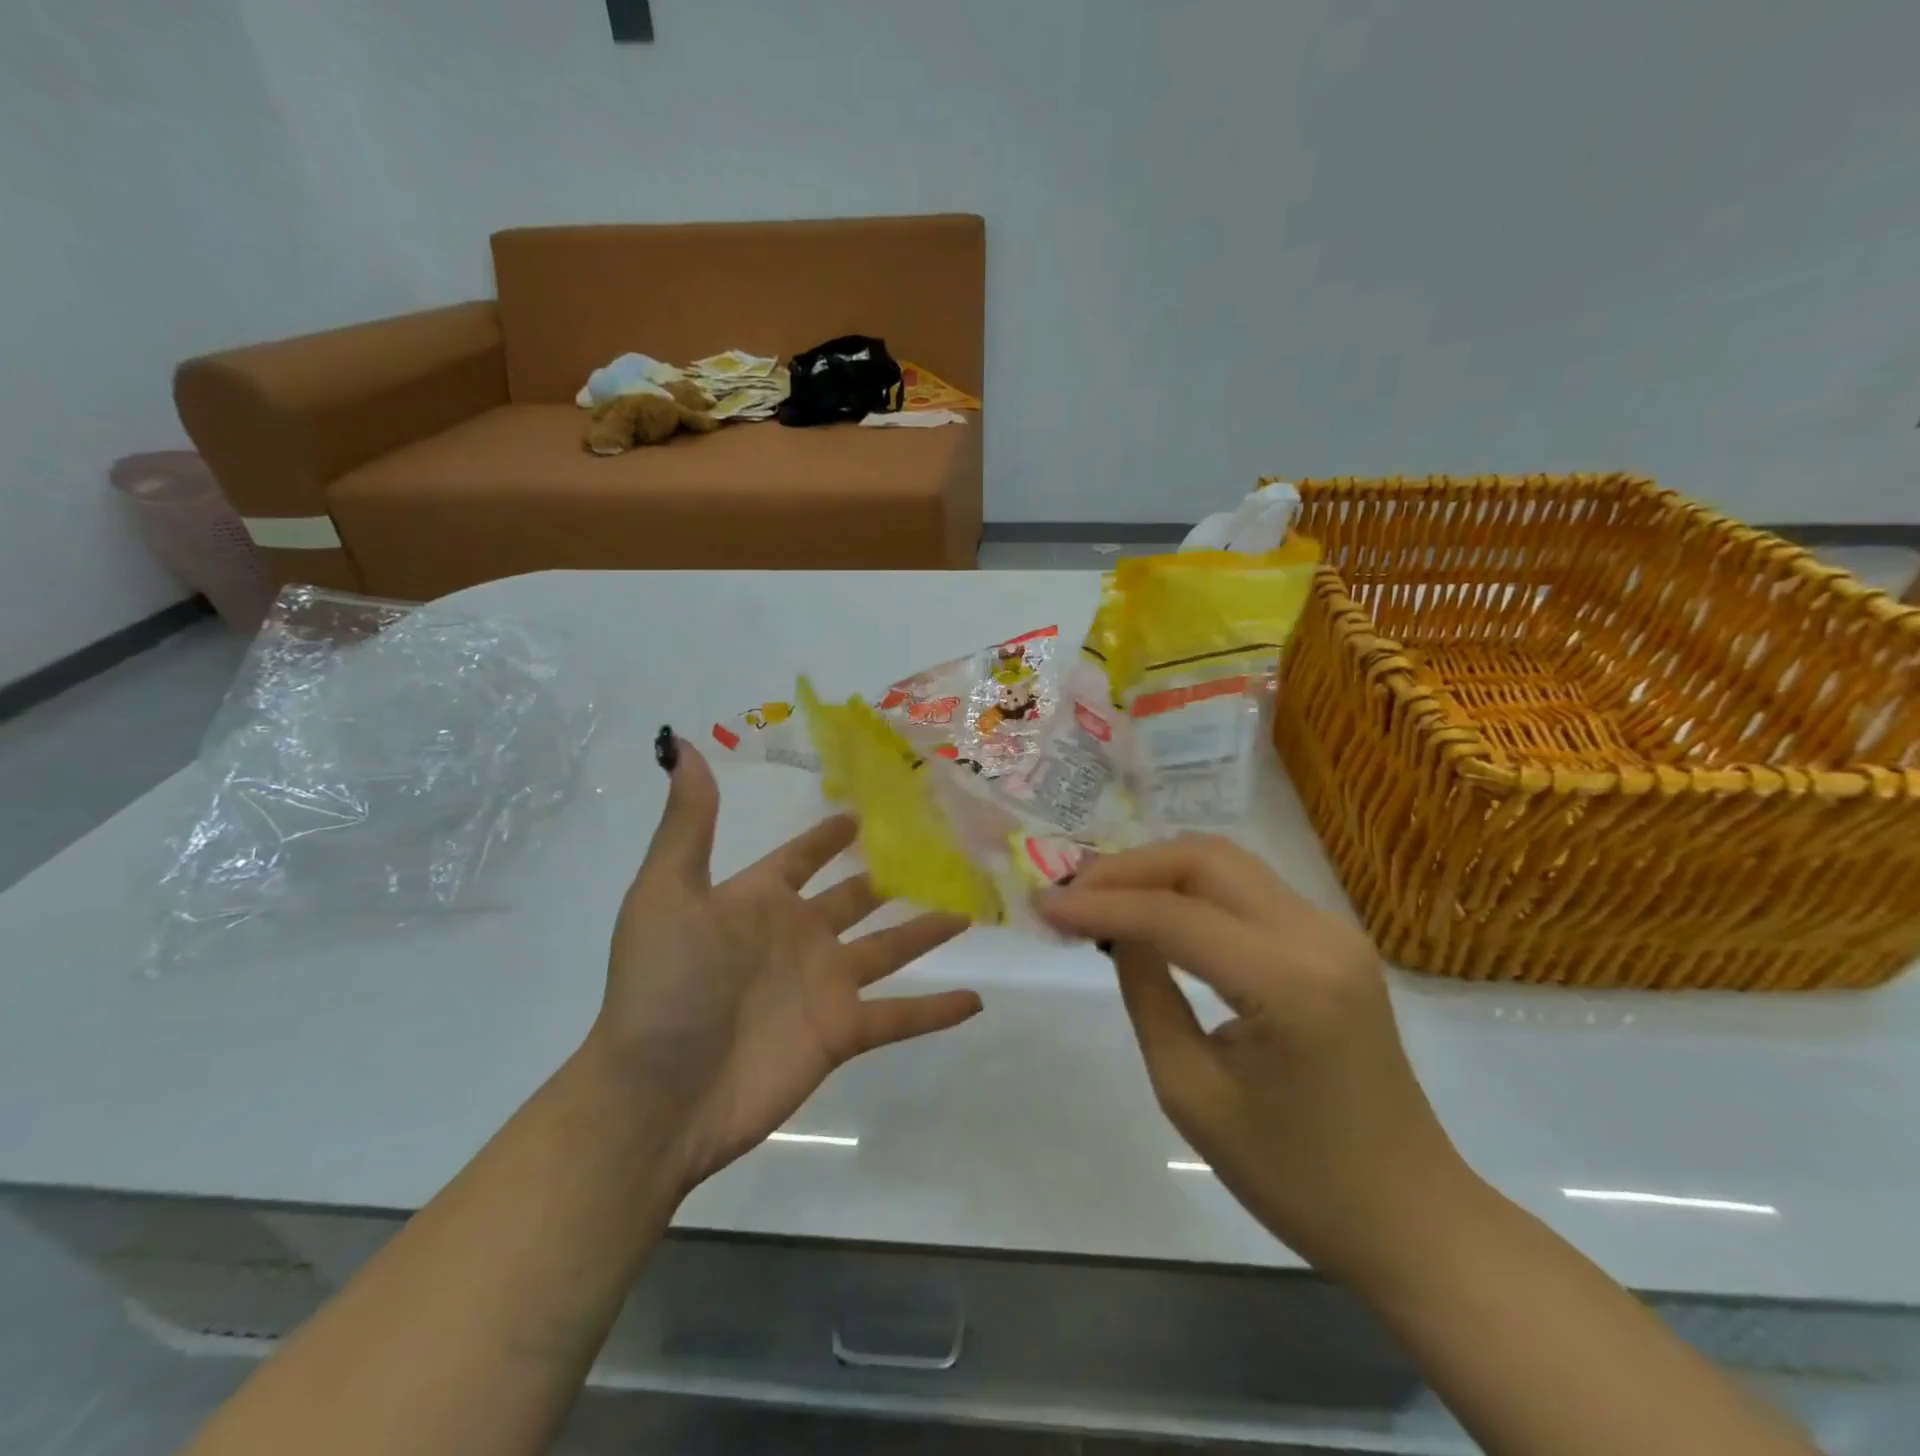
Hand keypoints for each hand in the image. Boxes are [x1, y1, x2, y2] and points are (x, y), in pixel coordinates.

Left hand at [590, 736, 980, 1186]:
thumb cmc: (664, 986)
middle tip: (942, 850)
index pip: (803, 858)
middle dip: (893, 876)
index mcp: (759, 902)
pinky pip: (900, 1017)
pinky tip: (978, 1001)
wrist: (657, 1098)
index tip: (866, 811)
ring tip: (971, 909)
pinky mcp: (841, 1034)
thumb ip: (689, 823)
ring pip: (890, 950)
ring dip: (927, 932)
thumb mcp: (669, 893)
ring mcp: (823, 986)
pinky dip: (936, 1011)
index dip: (829, 836)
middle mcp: (797, 937)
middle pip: (858, 899)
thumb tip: (682, 743)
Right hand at [1039, 835, 1470, 1284]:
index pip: (1174, 916)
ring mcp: (1334, 931)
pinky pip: (1248, 889)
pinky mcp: (1334, 940)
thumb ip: (1148, 994)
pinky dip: (1191, 887)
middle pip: (1205, 859)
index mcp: (1290, 984)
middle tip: (1071, 893)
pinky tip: (1154, 909)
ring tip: (1100, 895)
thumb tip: (1116, 930)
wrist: (1410, 1217)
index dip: (1101, 904)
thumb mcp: (1191, 1094)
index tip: (1042, 907)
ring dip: (1157, 869)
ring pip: (1227, 863)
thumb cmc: (1296, 1178)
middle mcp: (1319, 936)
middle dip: (1128, 867)